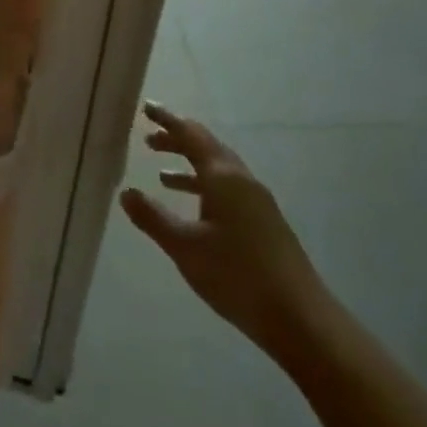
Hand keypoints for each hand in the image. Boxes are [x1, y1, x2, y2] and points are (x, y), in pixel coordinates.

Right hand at [120, 103, 330, 360]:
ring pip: (218, 171)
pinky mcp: (263, 223)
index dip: (167, 120)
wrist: (299, 318)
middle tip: (148, 138)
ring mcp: (257, 202)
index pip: (191, 135)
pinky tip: (192, 210)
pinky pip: (226, 190)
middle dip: (177, 141)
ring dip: (189, 166)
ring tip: (160, 173)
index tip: (146, 108)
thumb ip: (153, 217)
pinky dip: (203, 188)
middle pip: (207, 148)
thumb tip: (126, 192)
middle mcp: (242, 181)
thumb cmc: (237, 275)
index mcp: (224, 178)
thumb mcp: (185, 246)